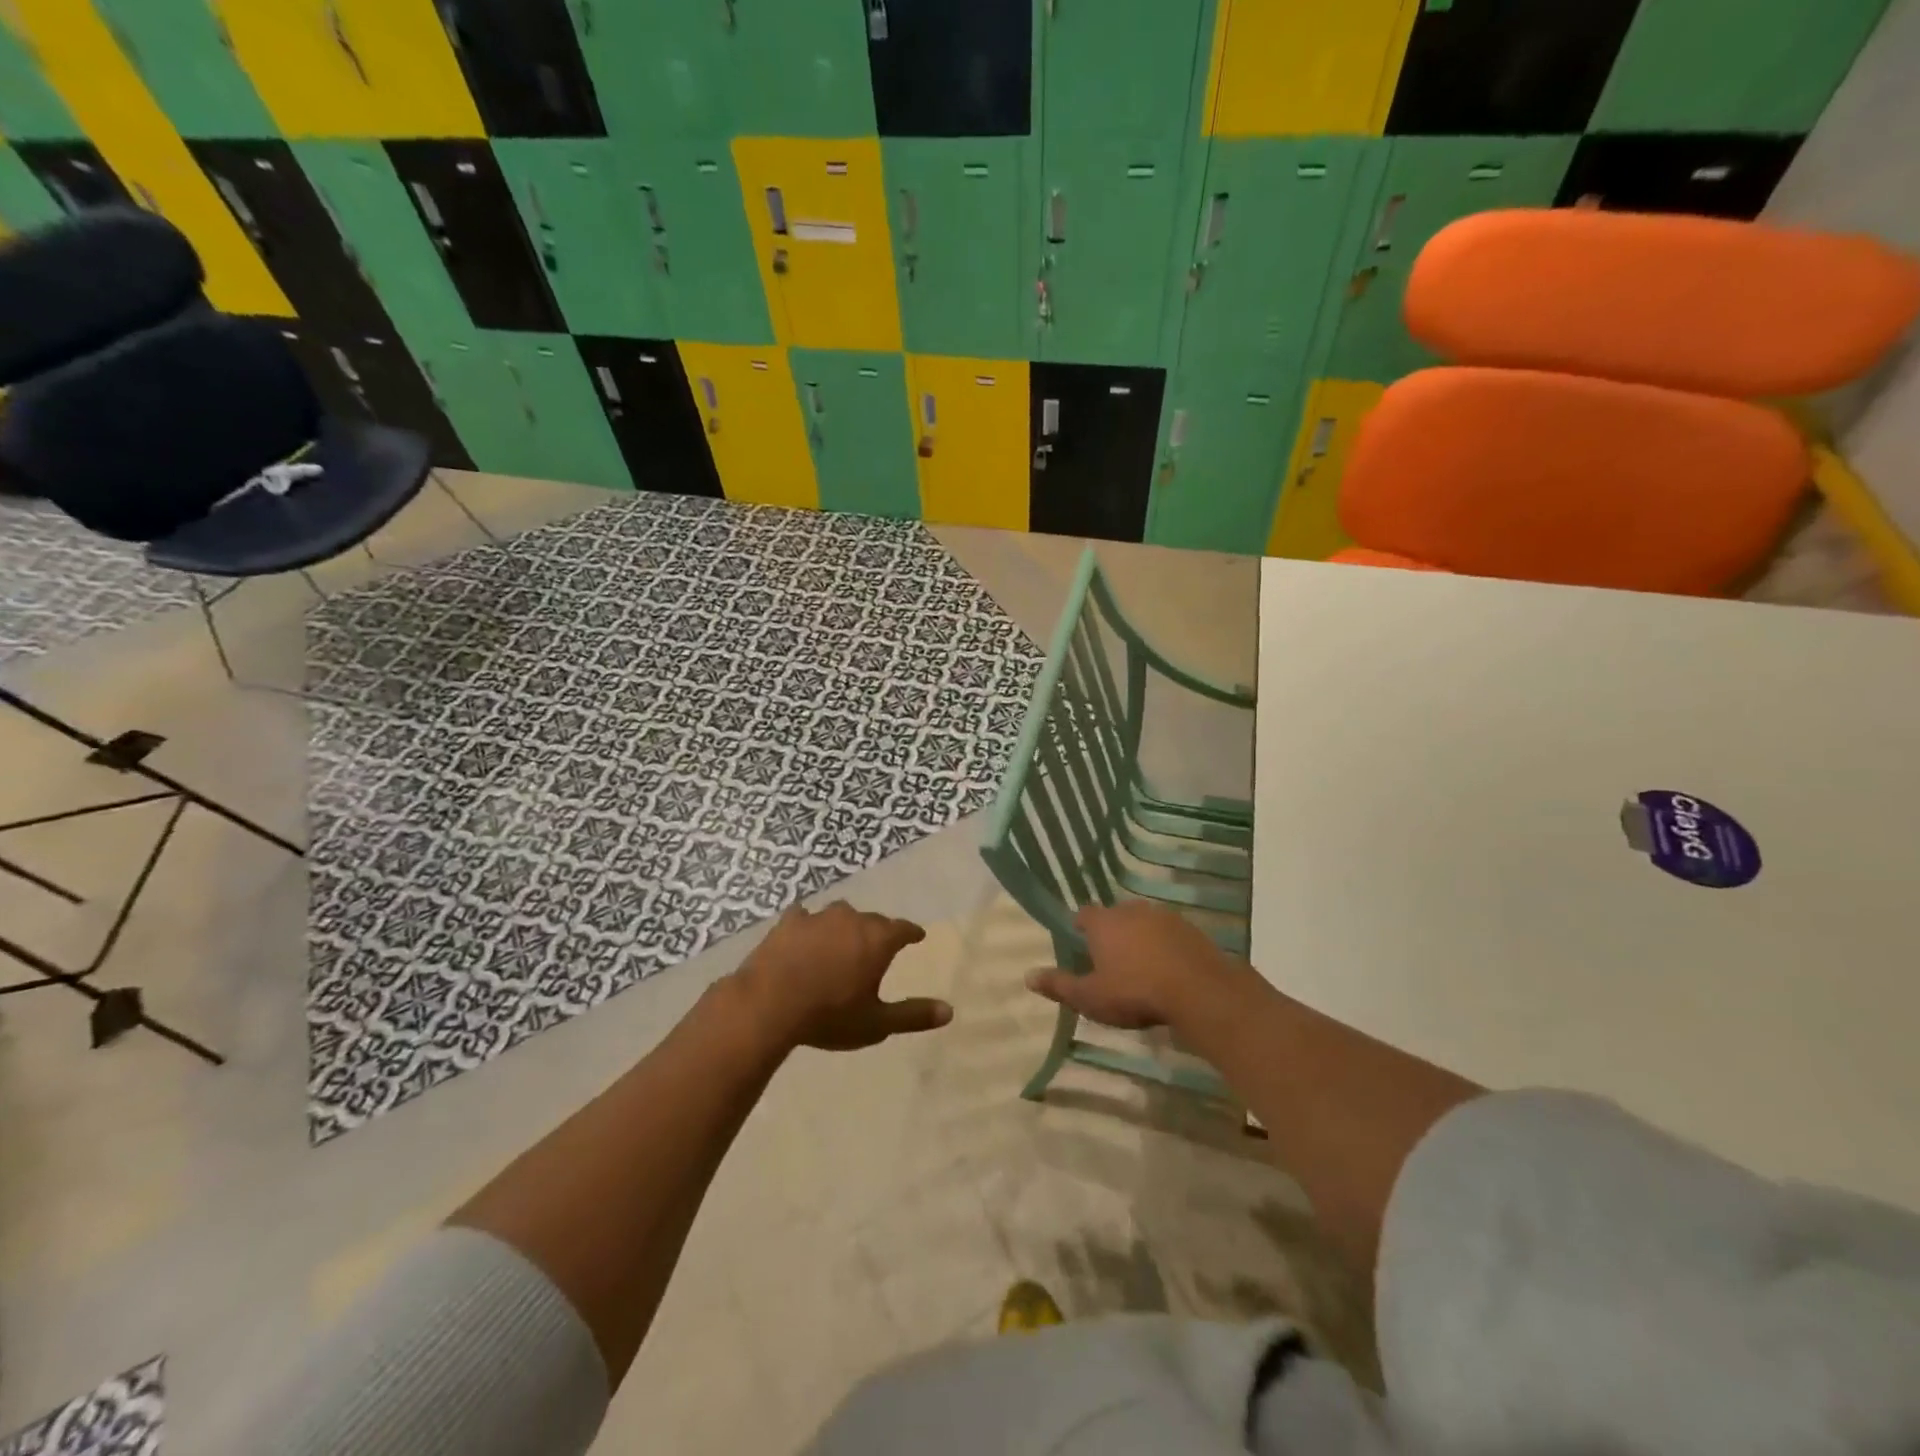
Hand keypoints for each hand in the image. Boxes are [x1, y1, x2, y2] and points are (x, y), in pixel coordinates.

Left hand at [730, 901, 950, 1051]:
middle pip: (872, 920)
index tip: (917, 936)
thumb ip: (913, 1015)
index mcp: (878, 939)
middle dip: (877, 932)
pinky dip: (808, 925)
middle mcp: (852, 919)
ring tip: (841, 941)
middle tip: (876, 947)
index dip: (912, 933)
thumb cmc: (829, 1016)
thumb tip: (950, 1011)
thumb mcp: (876, 1023)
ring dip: (843, 926)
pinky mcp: (788, 922)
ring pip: (839, 915)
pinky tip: (803, 934)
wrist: (769, 1005)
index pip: (903, 929)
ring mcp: (818, 917)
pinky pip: (804, 916)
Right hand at [1026, 901, 1236, 1029]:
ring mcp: (1165, 917)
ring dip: (1141, 937)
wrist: (1198, 990)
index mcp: (1104, 923)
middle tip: (1111, 958)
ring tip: (1141, 964)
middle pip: (1116, 915)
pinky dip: (1166, 945)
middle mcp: (1132, 910)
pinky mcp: (1191, 929)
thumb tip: (1027, 976)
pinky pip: (1171, 933)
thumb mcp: (1090, 997)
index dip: (1081, 927)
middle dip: (1112, 931)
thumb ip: (1059, 985)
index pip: (1085, 915)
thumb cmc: (1135, 992)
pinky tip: (1169, 968)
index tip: (1081, 942)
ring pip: (1145, 922)